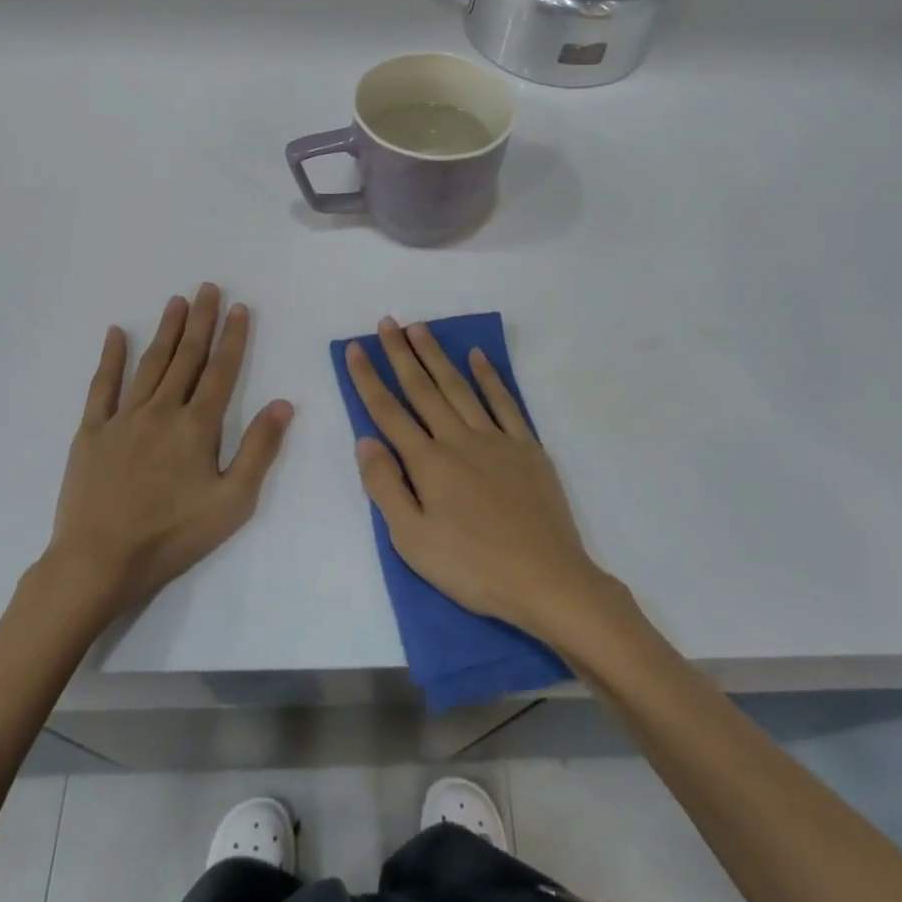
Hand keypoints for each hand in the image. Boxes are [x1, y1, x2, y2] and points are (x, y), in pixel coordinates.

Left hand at [42, 285, 292, 625]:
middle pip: (186, 357)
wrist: (99, 561)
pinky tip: (116, 334)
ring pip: (150, 363)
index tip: (240, 308)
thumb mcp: (232, 502)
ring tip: (177, 301)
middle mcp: (162, 410)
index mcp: (197, 426)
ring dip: (166, 330)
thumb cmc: (173, 535)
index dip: (233, 338)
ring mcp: (123, 418)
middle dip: (201, 321)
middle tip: (209, 288)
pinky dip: (111, 358)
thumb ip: (259, 449)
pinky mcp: (92, 431)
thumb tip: (283, 403)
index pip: (221, 371)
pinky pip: (102, 386)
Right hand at [345, 318, 613, 643]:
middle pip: (423, 389)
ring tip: (420, 329)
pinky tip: (477, 357)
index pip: (389, 412)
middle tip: (387, 322)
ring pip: (460, 388)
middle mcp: (459, 440)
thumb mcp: (413, 541)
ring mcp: (496, 440)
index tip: (355, 348)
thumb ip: (385, 487)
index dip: (369, 379)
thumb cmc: (472, 567)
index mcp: (428, 463)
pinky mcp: (527, 448)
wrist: (546, 579)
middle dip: (401, 354)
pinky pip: (505, 402)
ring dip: (437, 356)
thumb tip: (365, 440)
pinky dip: (489, 377)